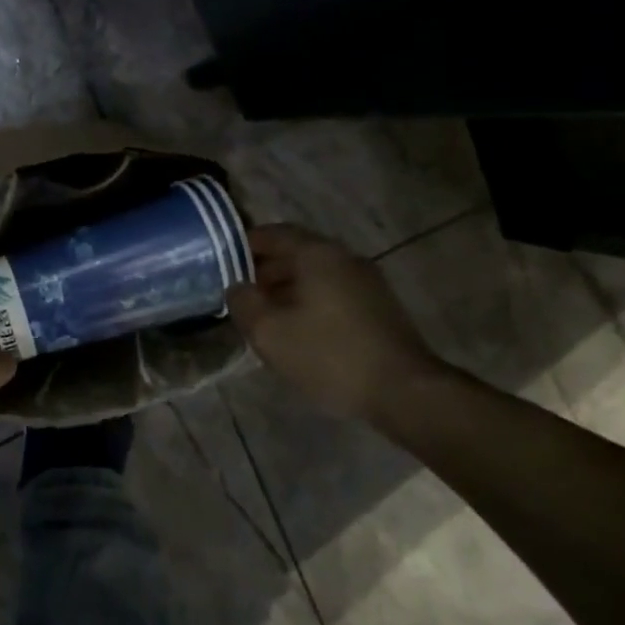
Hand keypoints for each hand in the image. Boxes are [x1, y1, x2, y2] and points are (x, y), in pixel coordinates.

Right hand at [227, 224, 447, 423]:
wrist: (403, 390)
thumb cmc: (329, 355)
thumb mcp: (268, 332)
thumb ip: (244, 303)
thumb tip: (236, 288)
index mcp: (316, 254)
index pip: (272, 234)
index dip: (243, 246)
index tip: (221, 265)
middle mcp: (343, 257)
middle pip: (295, 253)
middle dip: (263, 271)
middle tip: (239, 296)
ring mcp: (366, 280)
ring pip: (315, 274)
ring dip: (286, 289)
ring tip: (264, 316)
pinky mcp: (378, 306)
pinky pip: (332, 292)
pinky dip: (309, 302)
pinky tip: (298, 331)